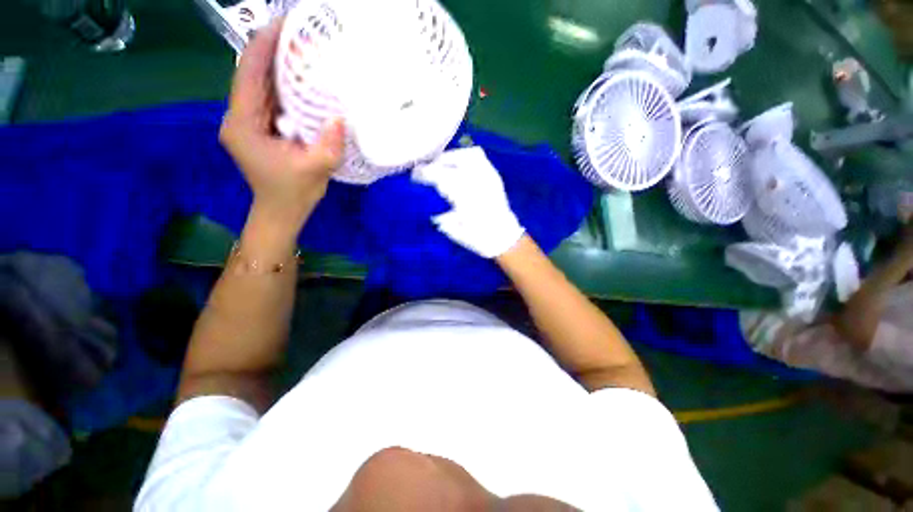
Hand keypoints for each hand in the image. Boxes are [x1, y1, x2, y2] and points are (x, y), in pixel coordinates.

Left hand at [220, 18, 345, 236]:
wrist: (282, 211)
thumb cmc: (293, 193)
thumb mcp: (315, 170)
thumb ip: (328, 145)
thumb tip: (339, 117)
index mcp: (243, 124)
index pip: (249, 74)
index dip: (265, 46)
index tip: (284, 25)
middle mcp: (240, 116)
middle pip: (254, 75)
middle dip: (276, 52)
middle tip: (302, 36)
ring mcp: (249, 121)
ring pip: (263, 86)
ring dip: (282, 68)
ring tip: (305, 51)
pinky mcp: (261, 127)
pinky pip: (272, 100)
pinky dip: (287, 88)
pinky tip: (304, 81)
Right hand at [413, 147, 524, 257]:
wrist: (504, 237)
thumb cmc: (478, 238)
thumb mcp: (455, 231)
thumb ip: (441, 217)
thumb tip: (431, 206)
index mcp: (465, 199)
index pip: (441, 177)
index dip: (425, 174)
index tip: (415, 177)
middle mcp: (477, 183)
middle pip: (452, 163)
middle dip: (435, 164)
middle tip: (426, 169)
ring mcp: (488, 177)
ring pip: (466, 155)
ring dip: (450, 157)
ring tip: (441, 163)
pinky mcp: (494, 175)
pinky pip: (479, 157)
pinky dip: (465, 155)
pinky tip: (458, 163)